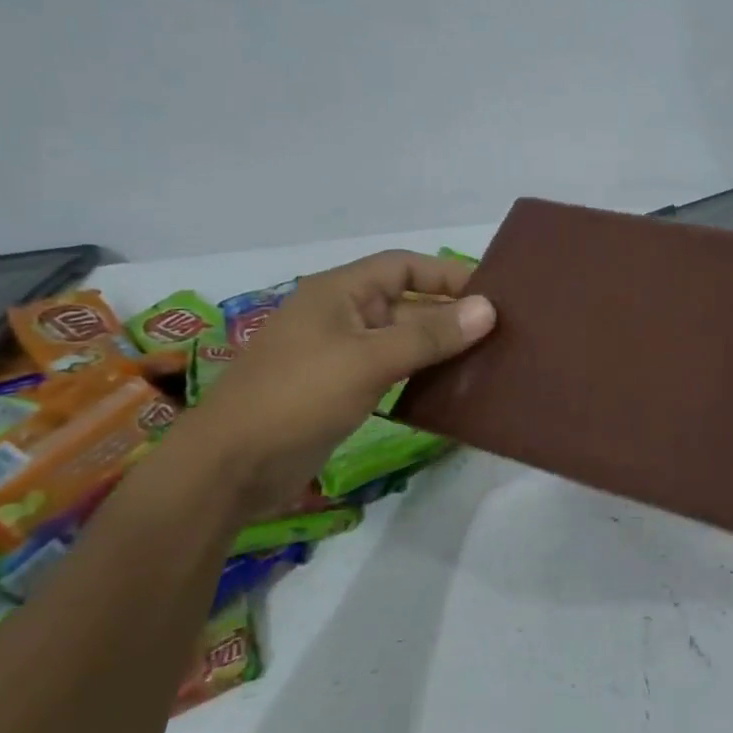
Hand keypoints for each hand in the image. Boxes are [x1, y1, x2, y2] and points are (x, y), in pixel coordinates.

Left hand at [174, 251, 494, 515]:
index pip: (403, 266)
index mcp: (338, 292)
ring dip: (439, 347)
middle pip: (406, 303)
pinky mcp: (341, 390)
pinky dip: (421, 375)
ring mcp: (339, 355)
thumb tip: (488, 309)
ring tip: (488, 359)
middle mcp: (340, 316)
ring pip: (401, 340)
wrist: (231, 466)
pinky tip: (453, 390)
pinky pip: (391, 371)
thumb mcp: (369, 360)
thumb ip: (430, 335)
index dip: (446, 274)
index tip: (492, 294)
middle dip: (450, 314)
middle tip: (502, 332)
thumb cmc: (298, 397)